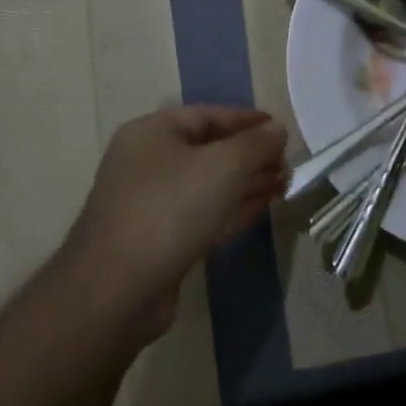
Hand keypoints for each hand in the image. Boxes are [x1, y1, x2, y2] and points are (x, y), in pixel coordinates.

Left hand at [65, 106, 287, 333]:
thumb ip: (256, 144)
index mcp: (153, 133)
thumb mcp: (223, 166)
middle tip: (288, 162)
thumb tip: (279, 131)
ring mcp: (151, 204)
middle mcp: (148, 162)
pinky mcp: (160, 241)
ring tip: (285, 183)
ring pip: (209, 185)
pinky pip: (203, 214)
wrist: (117, 290)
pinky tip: (264, 206)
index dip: (247, 120)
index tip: (282, 129)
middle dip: (251, 155)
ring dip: (247, 182)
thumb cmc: (170, 209)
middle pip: (209, 150)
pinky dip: (233, 208)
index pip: (208, 115)